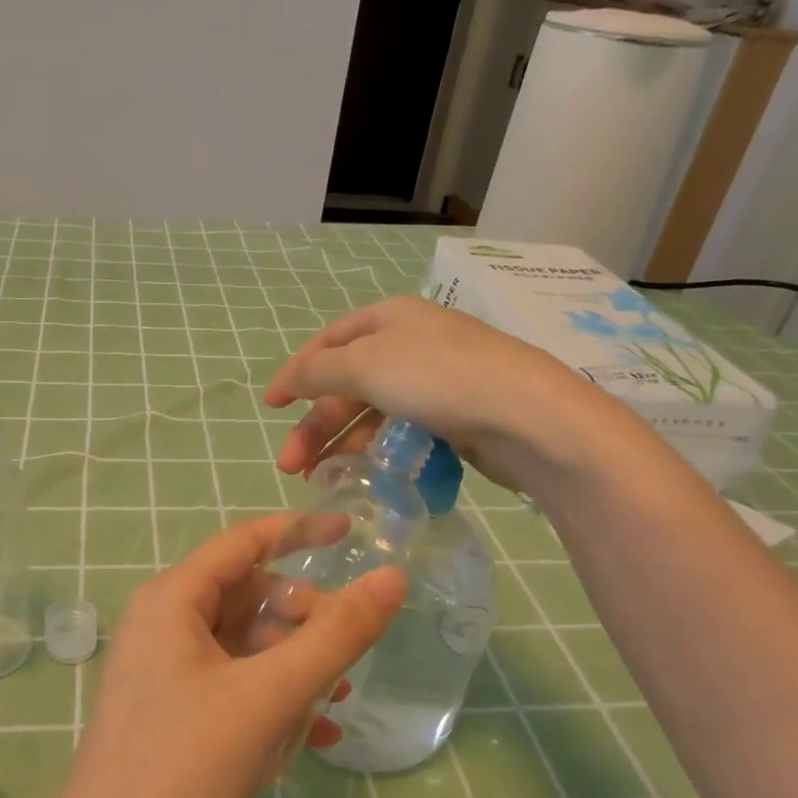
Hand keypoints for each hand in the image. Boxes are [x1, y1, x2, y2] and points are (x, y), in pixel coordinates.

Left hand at [43, 515, 403, 797]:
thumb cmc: (184, 769)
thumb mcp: (269, 696)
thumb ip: (335, 635)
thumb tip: (390, 578)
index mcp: (173, 600)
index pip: (244, 542)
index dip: (299, 531)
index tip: (351, 533)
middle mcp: (163, 624)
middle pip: (247, 595)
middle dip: (302, 616)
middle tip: (348, 651)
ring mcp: (163, 671)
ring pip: (244, 645)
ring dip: (294, 664)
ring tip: (339, 698)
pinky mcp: (170, 714)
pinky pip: (232, 686)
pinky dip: (273, 699)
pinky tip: (315, 737)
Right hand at [263, 295, 613, 495]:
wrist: (526, 417)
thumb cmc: (437, 378)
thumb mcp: (365, 365)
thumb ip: (318, 372)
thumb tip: (288, 379)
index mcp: (388, 318)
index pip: (328, 342)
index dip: (296, 373)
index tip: (270, 407)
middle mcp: (410, 343)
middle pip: (347, 383)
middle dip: (315, 424)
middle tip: (289, 466)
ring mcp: (435, 380)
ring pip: (373, 411)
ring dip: (342, 443)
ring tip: (321, 479)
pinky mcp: (455, 415)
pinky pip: (402, 430)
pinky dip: (378, 450)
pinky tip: (365, 473)